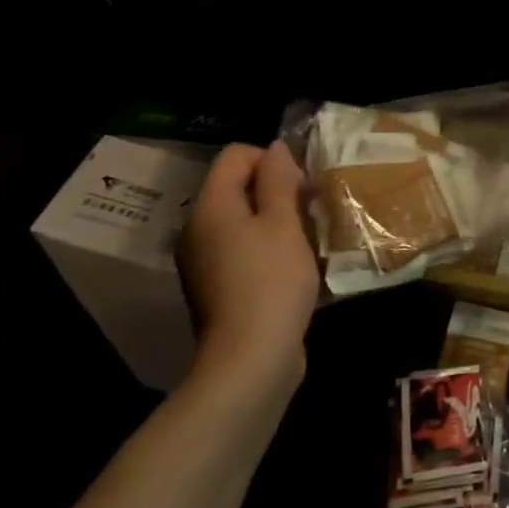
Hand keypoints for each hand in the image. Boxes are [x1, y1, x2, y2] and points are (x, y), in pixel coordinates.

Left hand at [176, 140, 319, 395]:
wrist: (250, 359)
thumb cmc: (271, 281)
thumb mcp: (283, 223)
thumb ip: (279, 181)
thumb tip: (277, 148)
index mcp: (210, 207)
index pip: (237, 155)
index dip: (273, 159)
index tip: (302, 185)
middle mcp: (198, 229)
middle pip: (237, 187)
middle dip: (276, 190)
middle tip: (311, 209)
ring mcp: (204, 261)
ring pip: (242, 220)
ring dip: (275, 220)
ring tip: (307, 236)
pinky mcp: (217, 287)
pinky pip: (242, 249)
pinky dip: (267, 247)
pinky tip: (292, 265)